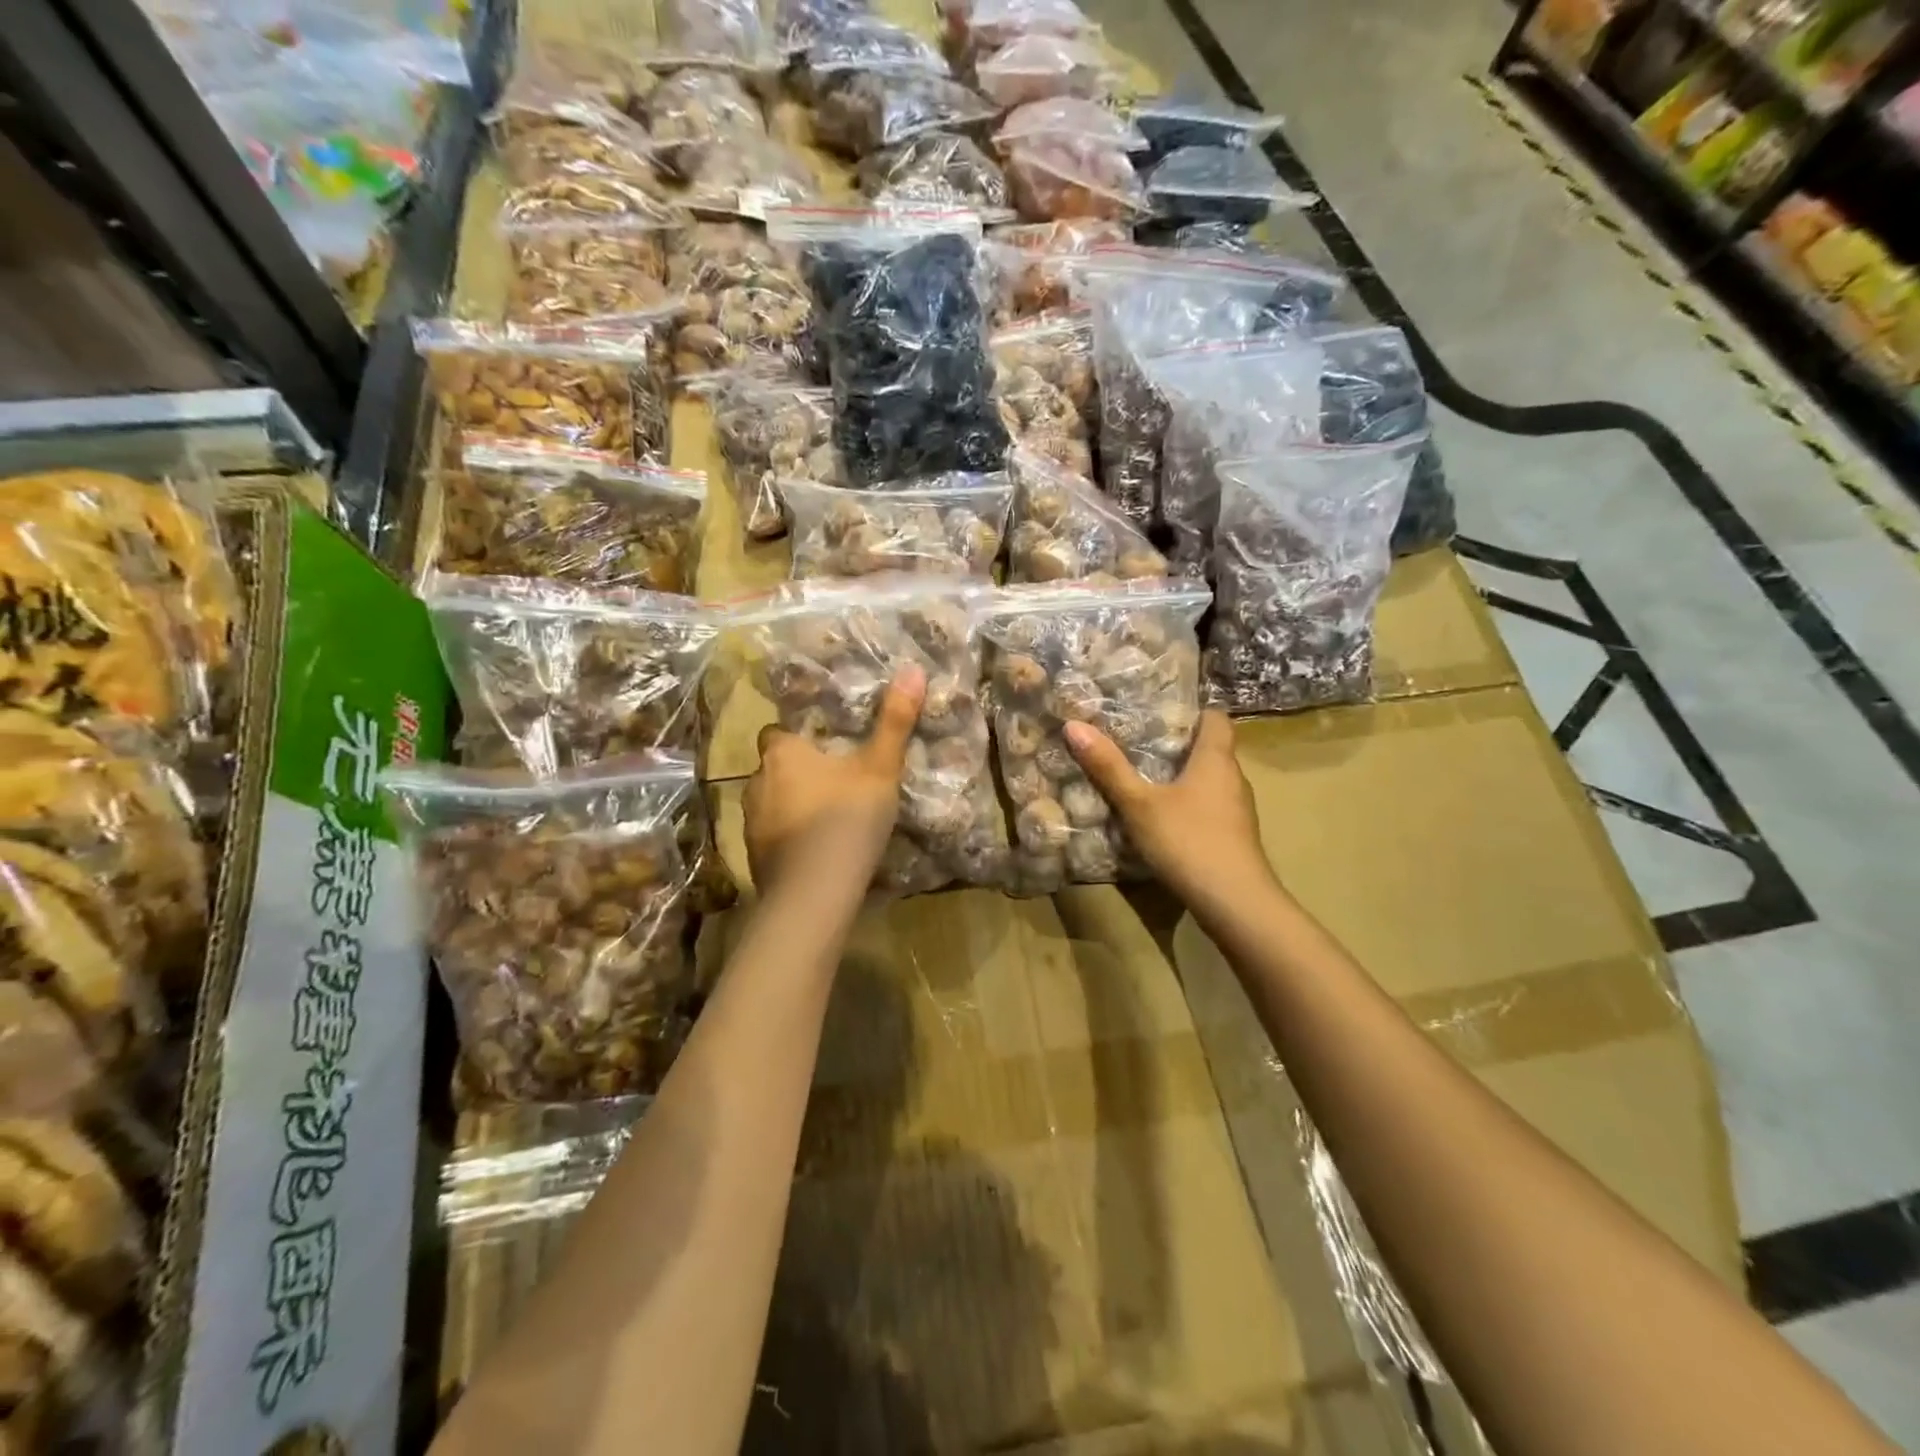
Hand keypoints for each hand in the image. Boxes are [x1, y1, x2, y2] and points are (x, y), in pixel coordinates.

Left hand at [744, 665, 924, 895]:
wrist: (814, 892)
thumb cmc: (846, 818)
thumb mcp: (880, 768)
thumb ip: (895, 721)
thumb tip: (913, 669)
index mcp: (782, 753)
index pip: (776, 731)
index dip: (797, 736)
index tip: (823, 745)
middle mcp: (756, 781)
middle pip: (773, 768)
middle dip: (796, 772)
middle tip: (833, 780)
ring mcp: (750, 822)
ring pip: (770, 802)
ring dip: (791, 805)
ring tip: (826, 817)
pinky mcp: (753, 857)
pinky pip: (771, 837)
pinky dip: (788, 838)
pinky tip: (814, 851)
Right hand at [1064, 710, 1275, 906]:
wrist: (1234, 902)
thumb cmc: (1187, 840)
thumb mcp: (1138, 803)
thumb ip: (1108, 767)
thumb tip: (1074, 725)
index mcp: (1216, 759)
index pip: (1216, 718)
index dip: (1194, 712)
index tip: (1161, 713)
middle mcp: (1234, 778)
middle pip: (1212, 750)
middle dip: (1180, 746)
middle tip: (1140, 744)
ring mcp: (1239, 811)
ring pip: (1211, 782)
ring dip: (1184, 779)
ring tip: (1147, 781)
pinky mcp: (1235, 838)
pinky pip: (1211, 808)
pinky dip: (1190, 807)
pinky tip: (1165, 820)